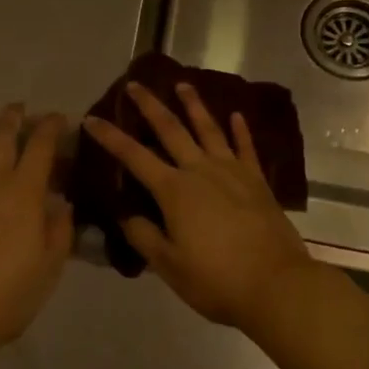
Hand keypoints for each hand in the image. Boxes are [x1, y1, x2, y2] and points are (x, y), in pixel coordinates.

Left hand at [0, 104, 71, 355]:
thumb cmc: (5, 296)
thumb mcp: (49, 268)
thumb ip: (59, 231)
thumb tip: (62, 205)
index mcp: (24, 192)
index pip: (41, 146)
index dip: (51, 127)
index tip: (59, 118)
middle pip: (1, 135)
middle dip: (13, 117)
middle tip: (18, 109)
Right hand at [83, 81, 314, 329]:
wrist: (276, 285)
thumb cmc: (216, 279)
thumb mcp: (169, 266)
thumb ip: (144, 236)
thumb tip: (126, 215)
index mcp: (174, 190)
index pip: (134, 156)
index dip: (110, 137)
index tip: (91, 118)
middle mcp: (200, 170)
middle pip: (171, 130)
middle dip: (150, 106)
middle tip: (136, 83)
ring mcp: (232, 171)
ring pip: (209, 129)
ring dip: (194, 105)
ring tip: (184, 84)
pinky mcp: (257, 181)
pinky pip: (246, 147)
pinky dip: (241, 130)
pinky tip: (237, 115)